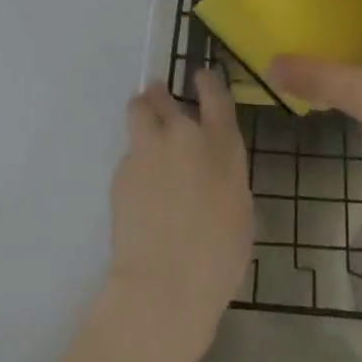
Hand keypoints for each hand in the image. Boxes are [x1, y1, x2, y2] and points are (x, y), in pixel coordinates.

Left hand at [106, 72, 253, 356]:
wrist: (165, 285)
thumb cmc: (218, 256)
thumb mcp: (239, 208)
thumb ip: (225, 173)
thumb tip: (212, 166)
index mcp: (222, 144)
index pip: (214, 93)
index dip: (206, 81)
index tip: (200, 76)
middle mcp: (185, 135)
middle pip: (167, 96)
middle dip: (162, 96)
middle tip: (160, 101)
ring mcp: (149, 149)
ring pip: (139, 109)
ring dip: (141, 111)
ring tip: (141, 124)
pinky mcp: (122, 169)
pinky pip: (128, 152)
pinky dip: (134, 159)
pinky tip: (138, 186)